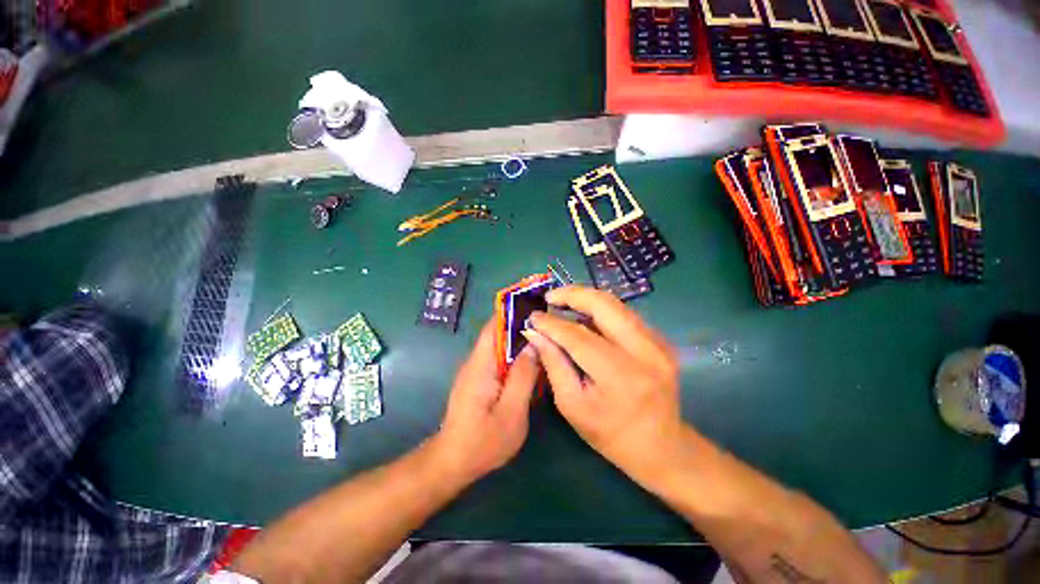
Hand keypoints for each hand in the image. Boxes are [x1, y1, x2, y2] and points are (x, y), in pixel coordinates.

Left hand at [431, 320, 540, 485]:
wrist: (453, 461)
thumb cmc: (482, 441)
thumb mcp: (511, 412)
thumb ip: (523, 377)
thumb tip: (533, 345)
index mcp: (481, 364)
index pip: (494, 326)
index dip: (512, 310)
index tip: (534, 301)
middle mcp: (476, 361)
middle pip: (498, 332)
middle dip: (521, 322)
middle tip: (547, 319)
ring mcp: (477, 370)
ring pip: (500, 345)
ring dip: (519, 338)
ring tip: (544, 334)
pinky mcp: (480, 379)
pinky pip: (499, 358)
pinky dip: (515, 353)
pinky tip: (532, 359)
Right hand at [522, 286, 682, 482]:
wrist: (662, 447)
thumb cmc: (610, 434)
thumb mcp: (572, 405)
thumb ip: (553, 364)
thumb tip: (535, 333)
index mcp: (620, 375)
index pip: (578, 336)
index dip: (552, 323)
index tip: (533, 316)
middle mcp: (644, 351)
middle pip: (604, 305)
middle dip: (573, 294)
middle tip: (550, 297)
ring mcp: (658, 343)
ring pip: (616, 305)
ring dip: (586, 300)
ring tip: (563, 305)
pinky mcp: (661, 340)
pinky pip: (625, 315)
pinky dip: (601, 310)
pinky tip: (585, 317)